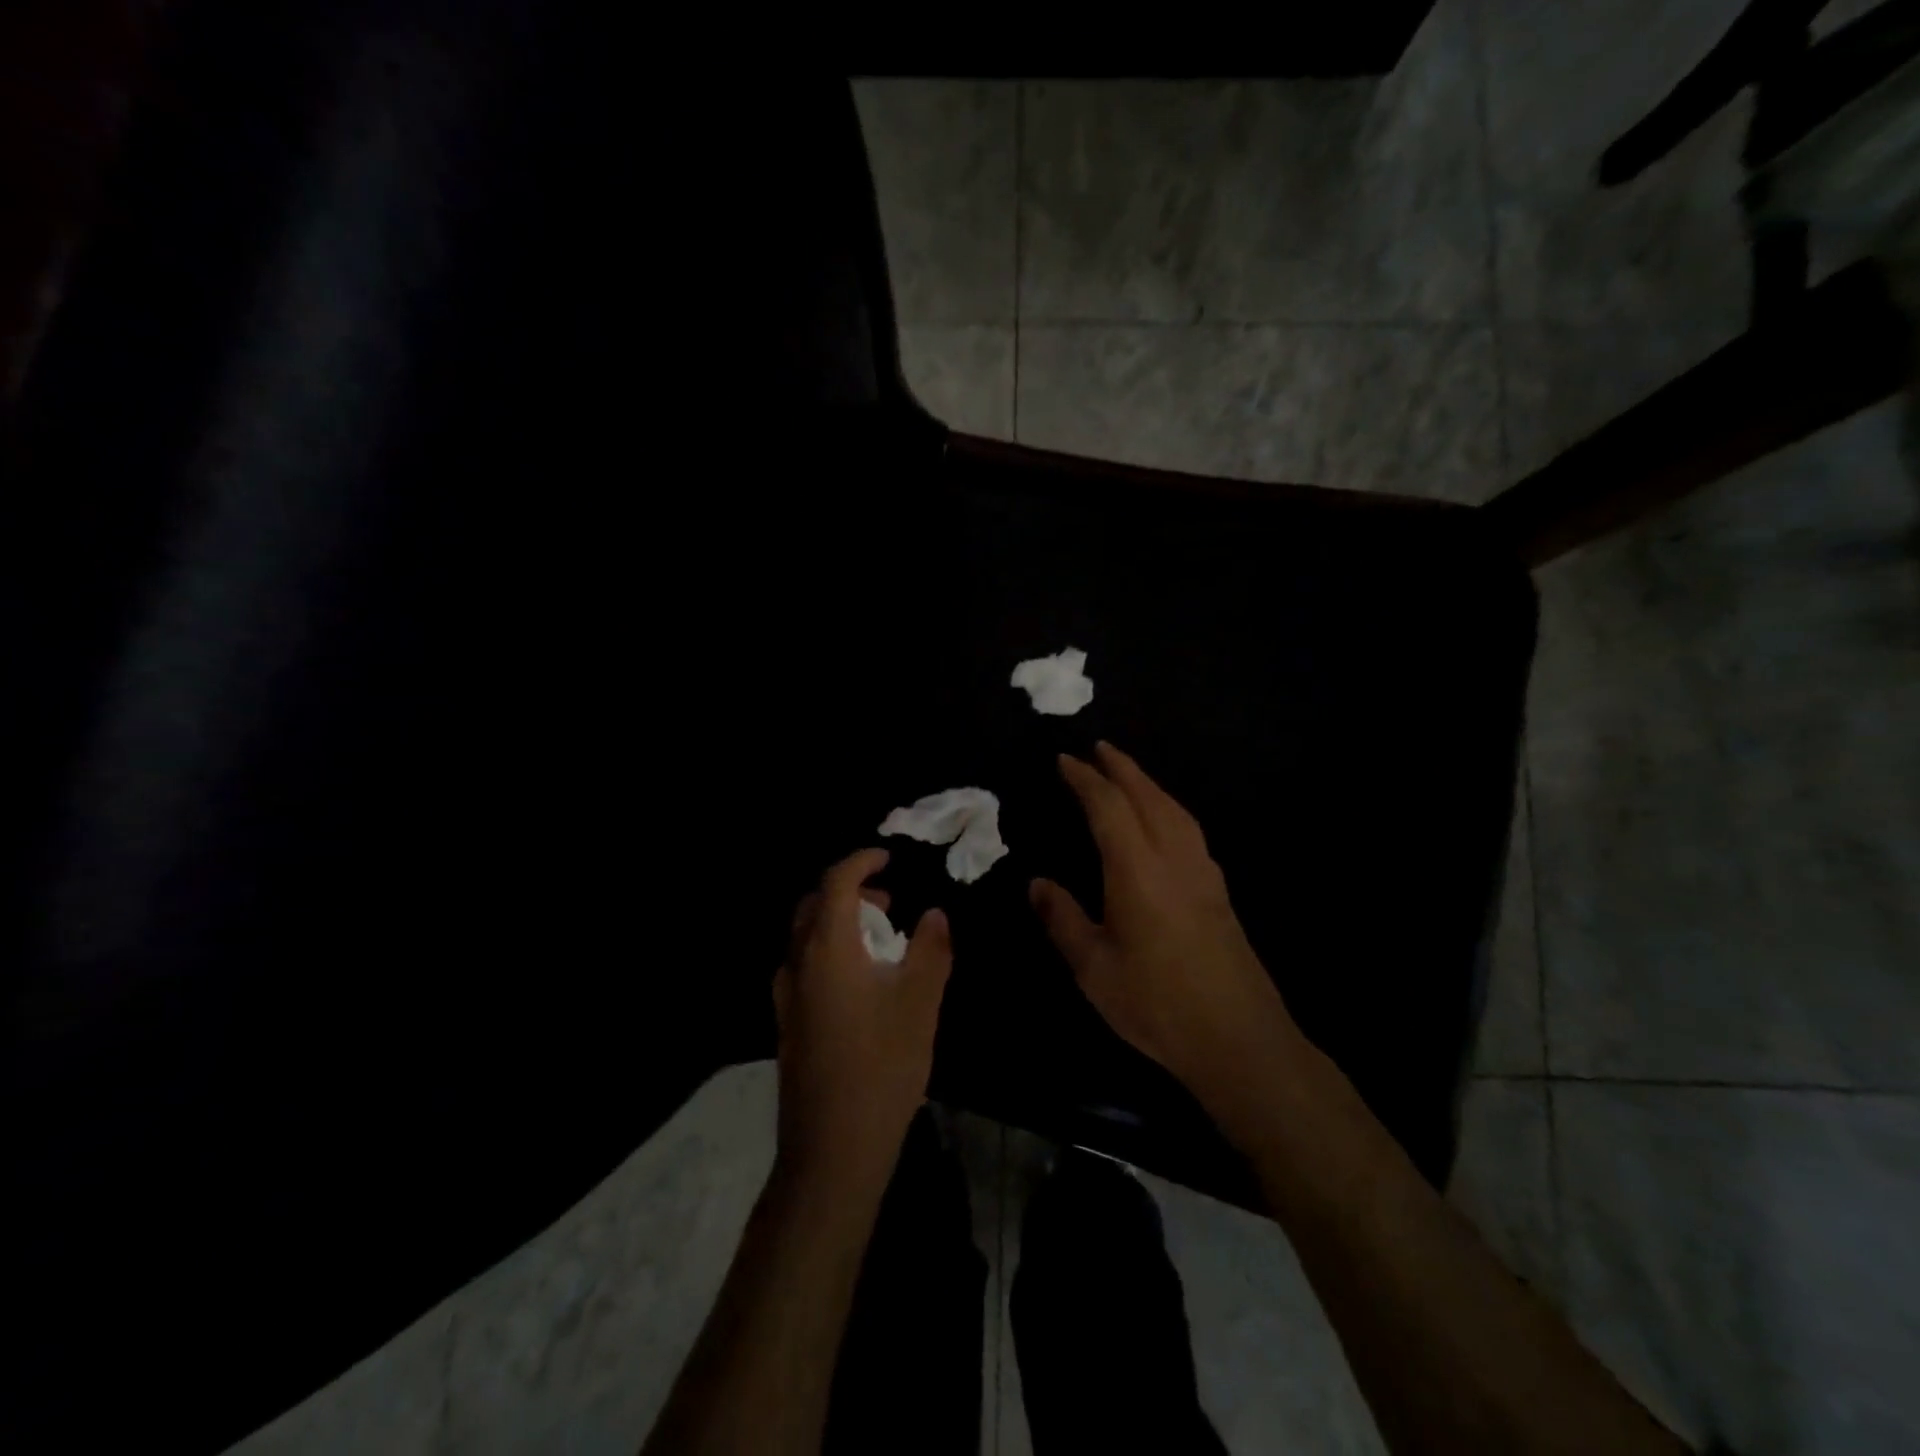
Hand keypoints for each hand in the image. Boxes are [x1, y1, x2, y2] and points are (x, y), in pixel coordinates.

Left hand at [774, 849, 952, 1188]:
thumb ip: (930, 950)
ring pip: (806, 936)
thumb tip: (934, 915)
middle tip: (888, 902)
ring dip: (840, 922)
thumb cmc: (881, 1067)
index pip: (835, 882)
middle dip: (850, 892)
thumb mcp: (919, 1003)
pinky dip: (831, 950)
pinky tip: (862, 980)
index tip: (888, 858)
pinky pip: (805, 964)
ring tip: (882, 939)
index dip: (861, 862)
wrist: (831, 1149)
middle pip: (814, 905)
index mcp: (826, 948)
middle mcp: (797, 963)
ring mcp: (786, 995)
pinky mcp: (787, 1022)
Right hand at [1030, 742, 1298, 1106]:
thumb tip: (1037, 884)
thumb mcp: (1094, 969)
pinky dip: (1168, 807)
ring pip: (1175, 809)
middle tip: (1097, 748)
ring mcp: (1202, 872)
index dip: (1084, 780)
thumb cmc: (1157, 1005)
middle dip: (1120, 768)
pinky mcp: (1219, 891)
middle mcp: (1173, 858)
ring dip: (1148, 783)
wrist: (1240, 1040)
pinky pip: (1190, 829)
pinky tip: (1163, 820)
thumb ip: (1064, 920)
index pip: (1108, 807)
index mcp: (1137, 870)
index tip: (1064, 760)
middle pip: (1147, 796)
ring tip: (1127, 773)